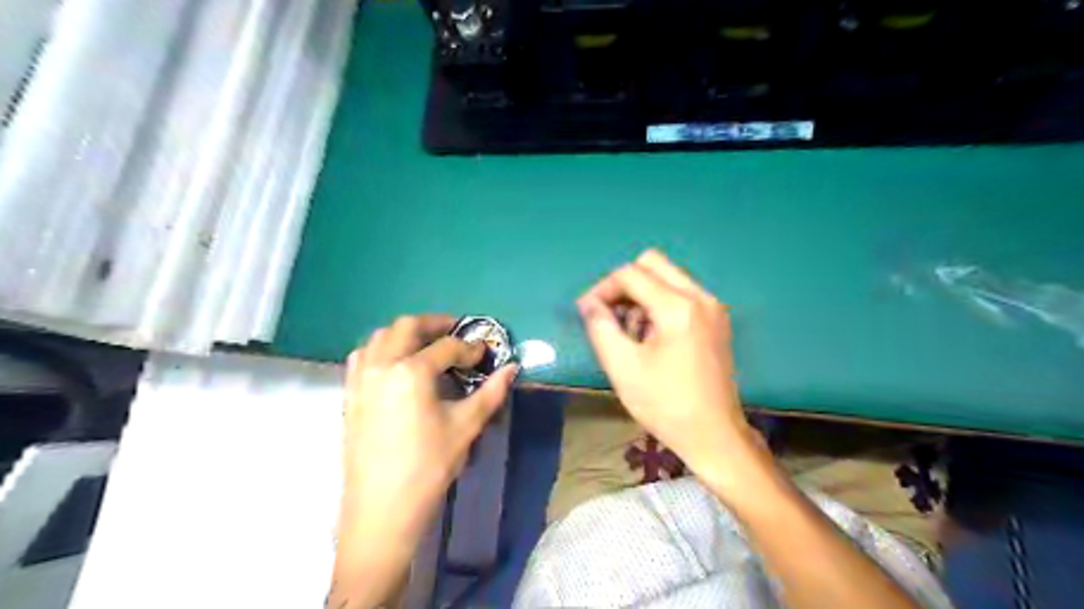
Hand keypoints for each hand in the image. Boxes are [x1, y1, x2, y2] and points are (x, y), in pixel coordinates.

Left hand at [331, 315, 515, 603]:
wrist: (382, 509)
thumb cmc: (428, 467)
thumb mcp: (465, 427)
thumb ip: (491, 392)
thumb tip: (512, 368)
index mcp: (411, 371)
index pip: (447, 347)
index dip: (470, 347)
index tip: (484, 354)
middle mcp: (381, 365)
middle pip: (406, 326)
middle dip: (434, 324)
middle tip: (455, 334)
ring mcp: (360, 379)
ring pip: (379, 337)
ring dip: (405, 333)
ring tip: (426, 346)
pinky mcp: (349, 395)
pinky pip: (362, 357)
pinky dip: (382, 350)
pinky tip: (397, 366)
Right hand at [579, 249, 765, 492]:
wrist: (714, 435)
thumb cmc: (666, 404)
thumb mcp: (623, 367)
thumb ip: (600, 328)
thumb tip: (588, 303)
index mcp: (678, 307)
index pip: (630, 274)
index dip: (602, 288)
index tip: (587, 312)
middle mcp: (700, 297)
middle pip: (652, 263)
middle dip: (624, 284)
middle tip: (609, 314)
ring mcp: (713, 307)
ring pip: (667, 277)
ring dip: (641, 294)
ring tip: (628, 330)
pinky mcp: (717, 320)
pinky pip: (681, 293)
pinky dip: (659, 303)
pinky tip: (650, 335)